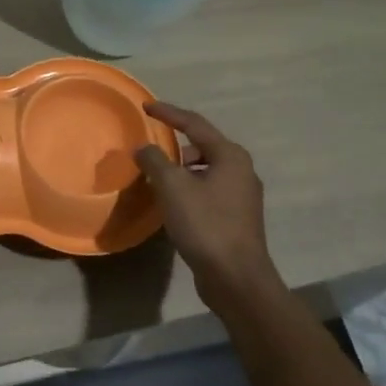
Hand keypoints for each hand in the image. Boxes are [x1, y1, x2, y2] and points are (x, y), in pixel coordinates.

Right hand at [135, 101, 277, 313]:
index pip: (194, 124)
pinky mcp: (237, 219)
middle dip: (174, 148)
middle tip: (150, 154)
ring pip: (205, 171)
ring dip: (180, 172)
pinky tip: (172, 205)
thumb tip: (143, 148)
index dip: (168, 113)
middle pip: (202, 147)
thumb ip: (155, 161)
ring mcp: (242, 197)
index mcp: (230, 156)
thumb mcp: (172, 187)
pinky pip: (208, 192)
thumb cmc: (205, 225)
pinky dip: (188, 190)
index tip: (145, 107)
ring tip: (157, 182)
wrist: (236, 278)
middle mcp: (241, 170)